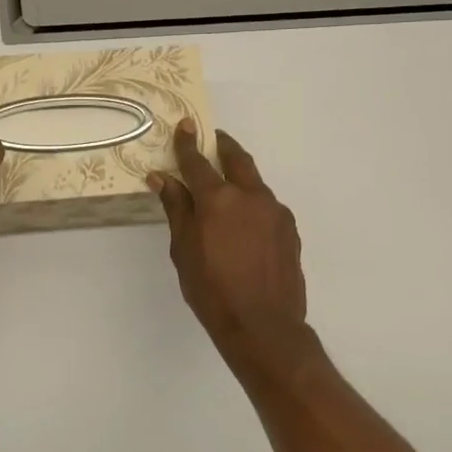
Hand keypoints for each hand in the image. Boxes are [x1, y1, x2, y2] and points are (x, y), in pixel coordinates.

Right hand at [150, 122, 308, 356]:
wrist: (263, 326)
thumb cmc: (211, 289)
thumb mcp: (183, 249)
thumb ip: (176, 208)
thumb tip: (161, 177)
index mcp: (218, 199)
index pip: (198, 161)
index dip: (188, 143)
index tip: (185, 124)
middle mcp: (251, 196)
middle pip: (237, 159)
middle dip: (222, 146)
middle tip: (212, 140)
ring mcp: (275, 212)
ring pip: (255, 183)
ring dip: (239, 177)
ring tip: (226, 189)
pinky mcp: (290, 230)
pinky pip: (267, 206)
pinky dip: (252, 203)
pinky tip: (244, 223)